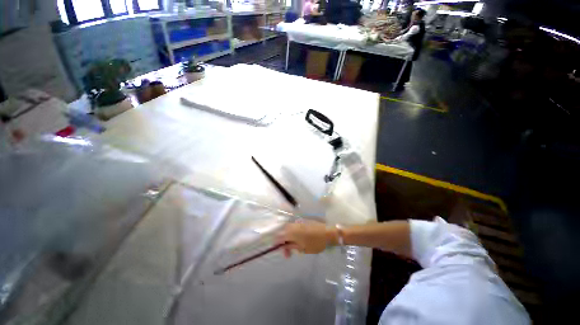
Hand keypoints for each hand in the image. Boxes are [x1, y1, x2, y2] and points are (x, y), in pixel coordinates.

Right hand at [276, 220, 336, 257]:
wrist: (328, 232)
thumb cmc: (315, 242)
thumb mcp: (302, 248)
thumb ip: (291, 246)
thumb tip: (282, 246)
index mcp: (291, 232)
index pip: (278, 237)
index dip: (277, 245)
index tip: (282, 252)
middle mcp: (292, 225)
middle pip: (282, 232)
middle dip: (283, 242)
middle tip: (289, 252)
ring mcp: (297, 222)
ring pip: (287, 229)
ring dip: (288, 238)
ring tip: (294, 247)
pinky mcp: (302, 221)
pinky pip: (293, 227)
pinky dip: (292, 234)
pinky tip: (298, 240)